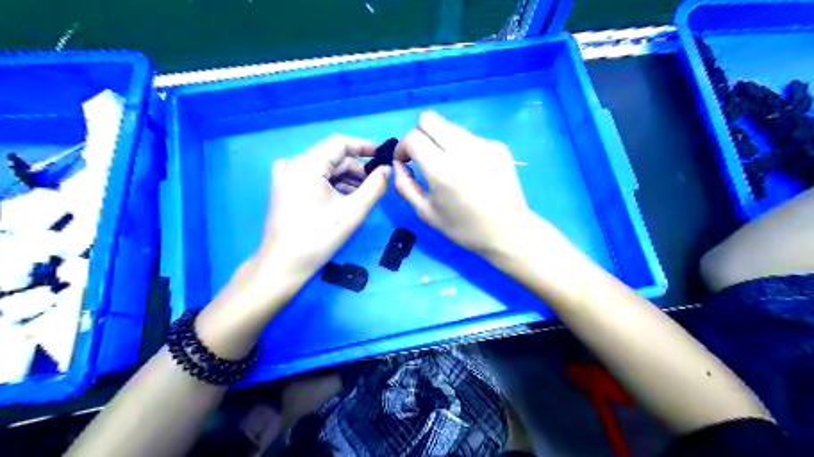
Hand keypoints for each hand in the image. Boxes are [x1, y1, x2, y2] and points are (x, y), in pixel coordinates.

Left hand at [257, 133, 389, 278]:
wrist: (284, 264)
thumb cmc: (319, 238)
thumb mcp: (353, 211)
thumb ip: (375, 186)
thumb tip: (387, 169)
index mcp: (305, 165)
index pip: (339, 143)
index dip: (364, 146)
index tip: (383, 156)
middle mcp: (292, 164)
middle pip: (332, 156)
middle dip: (356, 168)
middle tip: (377, 182)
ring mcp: (286, 175)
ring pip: (324, 167)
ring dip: (346, 177)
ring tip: (365, 193)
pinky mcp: (285, 187)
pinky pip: (314, 177)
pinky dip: (332, 184)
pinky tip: (346, 198)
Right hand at [395, 110, 535, 256]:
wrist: (508, 231)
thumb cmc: (464, 227)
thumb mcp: (427, 213)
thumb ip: (405, 185)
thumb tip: (398, 164)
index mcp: (442, 169)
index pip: (413, 137)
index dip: (402, 147)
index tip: (405, 161)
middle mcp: (462, 149)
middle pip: (429, 118)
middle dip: (419, 134)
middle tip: (423, 156)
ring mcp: (483, 144)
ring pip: (450, 126)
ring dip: (441, 140)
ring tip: (449, 165)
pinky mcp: (498, 146)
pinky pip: (470, 137)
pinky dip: (463, 148)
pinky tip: (472, 170)